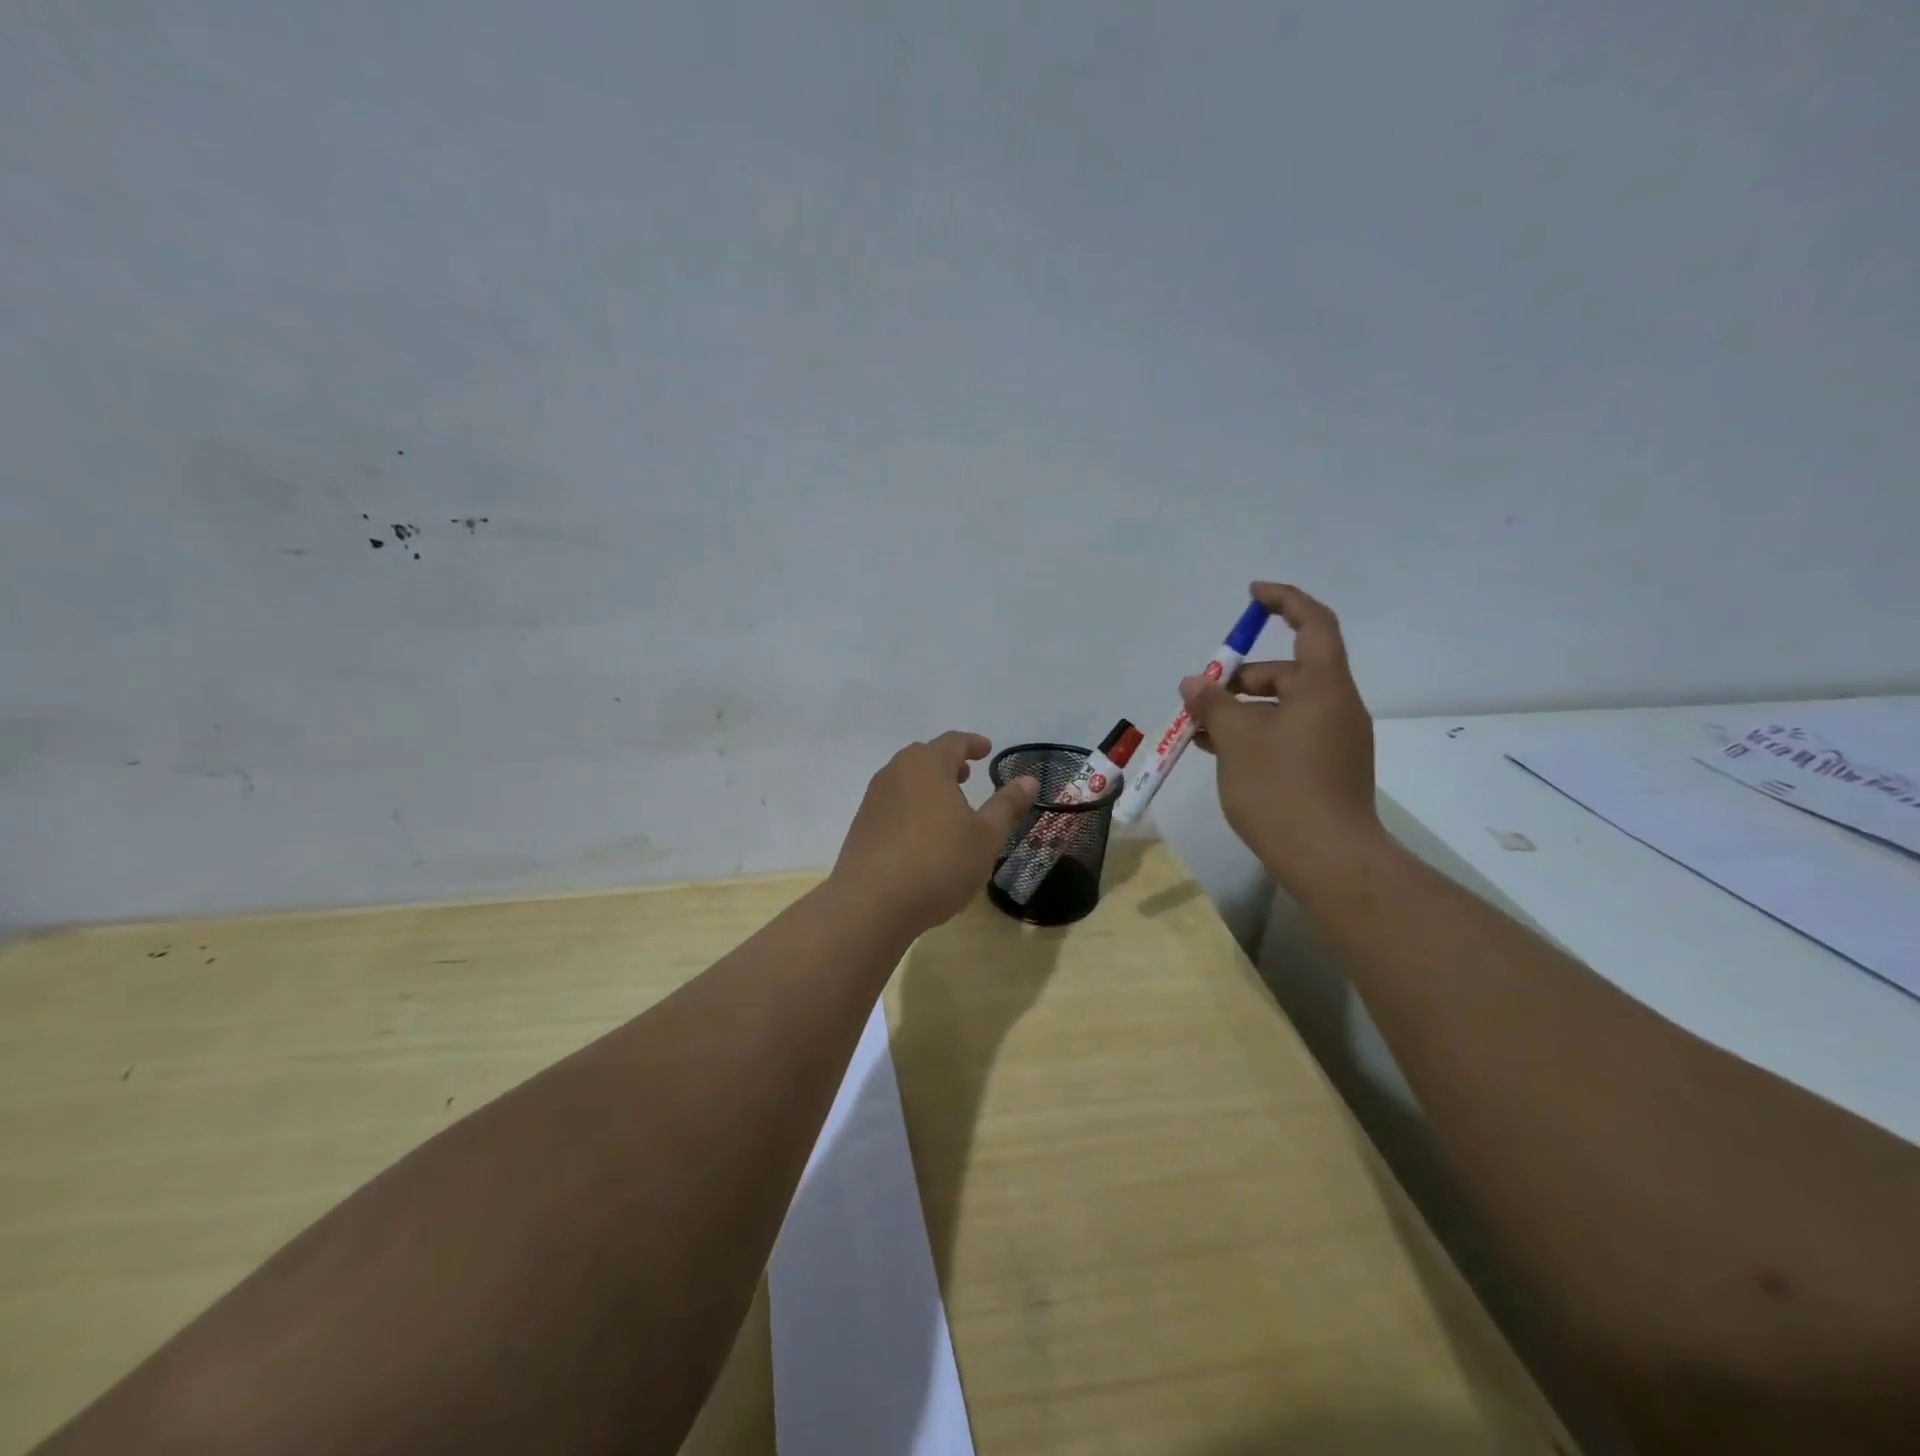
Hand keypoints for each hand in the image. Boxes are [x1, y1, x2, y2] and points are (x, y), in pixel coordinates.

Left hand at [831, 732, 1038, 937]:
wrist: (870, 904)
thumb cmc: (938, 863)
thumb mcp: (985, 837)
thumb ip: (1007, 805)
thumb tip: (1028, 780)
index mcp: (926, 765)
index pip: (953, 742)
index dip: (973, 744)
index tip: (987, 749)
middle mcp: (895, 773)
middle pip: (924, 757)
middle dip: (948, 763)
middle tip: (967, 775)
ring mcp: (873, 800)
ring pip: (906, 781)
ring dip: (928, 786)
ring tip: (947, 806)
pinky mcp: (861, 827)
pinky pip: (893, 804)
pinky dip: (912, 807)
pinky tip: (923, 835)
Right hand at [1182, 583, 1383, 891]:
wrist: (1328, 860)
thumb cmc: (1281, 787)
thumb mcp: (1236, 739)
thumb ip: (1213, 704)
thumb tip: (1195, 683)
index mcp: (1324, 687)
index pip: (1313, 624)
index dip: (1284, 601)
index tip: (1251, 596)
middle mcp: (1336, 707)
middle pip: (1289, 672)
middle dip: (1241, 678)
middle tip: (1201, 698)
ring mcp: (1335, 741)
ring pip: (1283, 708)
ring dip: (1242, 712)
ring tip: (1199, 733)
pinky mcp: (1327, 770)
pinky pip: (1288, 736)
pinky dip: (1256, 736)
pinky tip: (1220, 755)